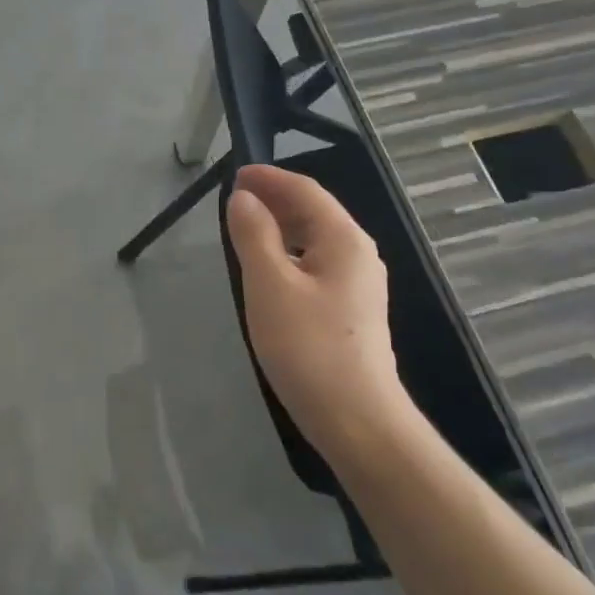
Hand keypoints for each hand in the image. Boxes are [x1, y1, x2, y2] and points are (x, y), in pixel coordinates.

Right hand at [225, 165, 413, 470]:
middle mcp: (358, 254)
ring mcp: (359, 284)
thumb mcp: (269, 285)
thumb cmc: (308, 347)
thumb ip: (254, 235)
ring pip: (315, 240)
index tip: (235, 175)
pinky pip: (317, 264)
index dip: (269, 179)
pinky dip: (290, 254)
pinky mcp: (352, 311)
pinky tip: (269, 271)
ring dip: (281, 227)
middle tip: (234, 201)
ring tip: (246, 230)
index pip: (306, 191)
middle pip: (315, 212)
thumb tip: (243, 198)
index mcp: (344, 239)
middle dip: (275, 200)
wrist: (357, 419)